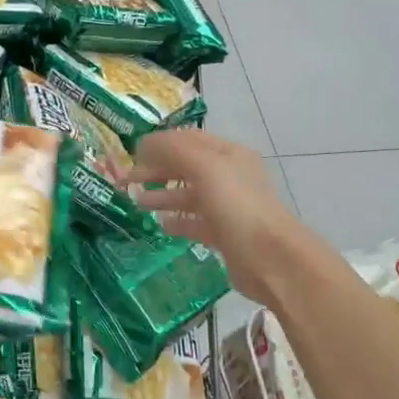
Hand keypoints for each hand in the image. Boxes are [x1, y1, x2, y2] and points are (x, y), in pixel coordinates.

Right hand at [129, 129, 305, 303]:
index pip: (188, 140)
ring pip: (189, 195)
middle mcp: (229, 176)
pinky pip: (195, 222)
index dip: (160, 144)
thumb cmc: (238, 206)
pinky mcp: (225, 235)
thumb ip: (173, 151)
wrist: (272, 259)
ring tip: (136, 203)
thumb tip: (143, 145)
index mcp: (229, 154)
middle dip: (156, 171)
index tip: (131, 154)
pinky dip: (177, 221)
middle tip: (126, 182)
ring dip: (162, 196)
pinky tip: (160, 225)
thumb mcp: (205, 168)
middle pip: (186, 167)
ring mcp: (228, 207)